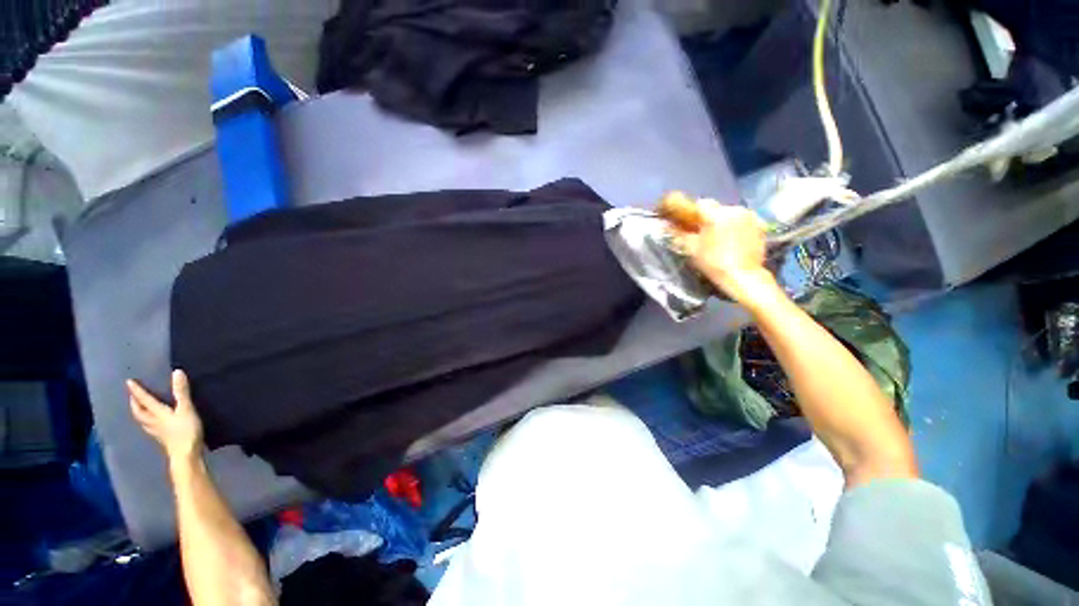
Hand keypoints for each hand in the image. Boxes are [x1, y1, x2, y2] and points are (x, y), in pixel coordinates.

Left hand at [128, 370, 203, 462]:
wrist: (185, 455)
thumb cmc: (185, 430)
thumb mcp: (186, 409)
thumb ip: (182, 392)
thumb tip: (176, 372)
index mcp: (157, 413)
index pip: (144, 399)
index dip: (137, 390)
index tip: (128, 382)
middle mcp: (153, 421)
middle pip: (139, 412)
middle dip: (134, 404)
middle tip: (132, 396)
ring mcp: (156, 432)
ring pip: (142, 421)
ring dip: (139, 413)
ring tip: (139, 408)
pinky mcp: (162, 438)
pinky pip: (149, 427)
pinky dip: (147, 422)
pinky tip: (152, 424)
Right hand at [667, 196, 779, 307]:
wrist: (743, 277)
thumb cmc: (713, 262)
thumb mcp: (691, 249)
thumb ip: (678, 234)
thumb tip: (664, 225)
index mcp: (715, 214)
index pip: (700, 204)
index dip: (692, 212)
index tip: (687, 221)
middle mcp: (734, 209)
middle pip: (716, 208)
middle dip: (707, 217)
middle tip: (701, 231)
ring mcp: (750, 216)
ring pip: (730, 213)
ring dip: (722, 221)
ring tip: (718, 236)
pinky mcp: (761, 225)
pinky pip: (743, 220)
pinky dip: (736, 226)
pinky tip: (733, 239)